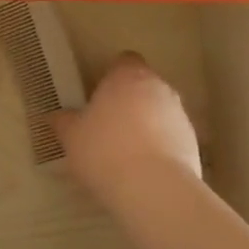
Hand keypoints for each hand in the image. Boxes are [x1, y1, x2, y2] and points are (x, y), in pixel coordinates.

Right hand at [51, 53, 202, 197]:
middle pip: (144, 86)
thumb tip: (55, 116)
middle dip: (130, 101)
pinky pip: (172, 138)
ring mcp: (180, 115)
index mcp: (127, 77)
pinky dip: (160, 148)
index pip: (124, 61)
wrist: (153, 187)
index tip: (99, 95)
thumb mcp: (72, 137)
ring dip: (147, 125)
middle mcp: (159, 87)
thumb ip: (64, 122)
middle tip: (108, 126)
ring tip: (126, 154)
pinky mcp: (193, 143)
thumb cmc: (104, 150)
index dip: (112, 75)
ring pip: (160, 112)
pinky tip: (144, 170)